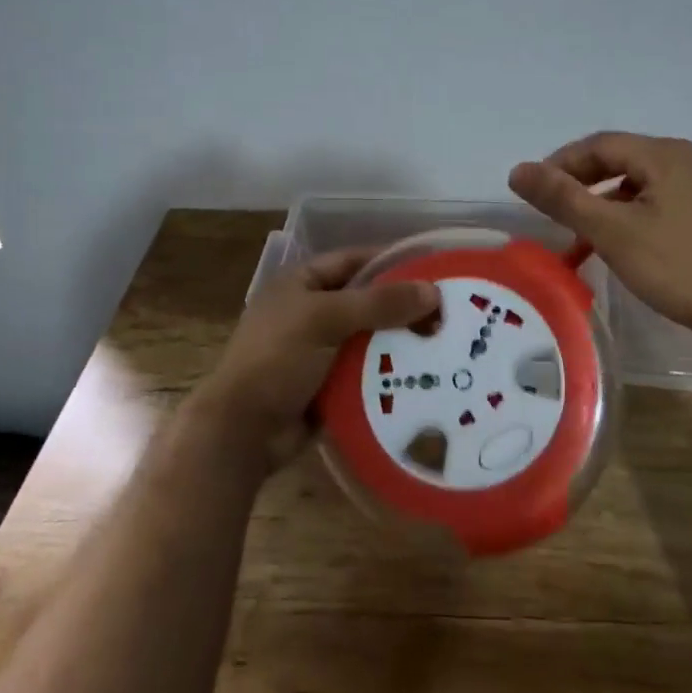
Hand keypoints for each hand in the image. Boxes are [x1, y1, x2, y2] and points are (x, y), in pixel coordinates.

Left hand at [199, 247, 440, 469]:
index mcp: (302, 284)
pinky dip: (390, 371)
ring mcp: (320, 350)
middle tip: (448, 312)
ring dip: (400, 341)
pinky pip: (367, 370)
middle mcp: (311, 311)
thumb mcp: (325, 319)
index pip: (354, 260)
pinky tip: (425, 374)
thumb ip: (378, 302)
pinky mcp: (329, 384)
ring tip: (446, 342)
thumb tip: (432, 290)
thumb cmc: (277, 360)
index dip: (391, 261)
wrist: (243, 431)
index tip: (433, 269)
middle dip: (403, 306)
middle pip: (366, 300)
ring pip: (370, 337)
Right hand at [509, 131, 691, 347]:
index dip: (561, 163)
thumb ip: (563, 198)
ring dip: (610, 204)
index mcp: (666, 153)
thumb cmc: (680, 267)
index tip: (535, 191)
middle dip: (584, 184)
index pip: (600, 144)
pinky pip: (667, 202)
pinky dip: (637, 216)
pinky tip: (629, 246)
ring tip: (586, 235)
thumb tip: (518, 170)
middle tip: (557, 214)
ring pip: (645, 184)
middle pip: (624, 160)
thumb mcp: (612, 232)